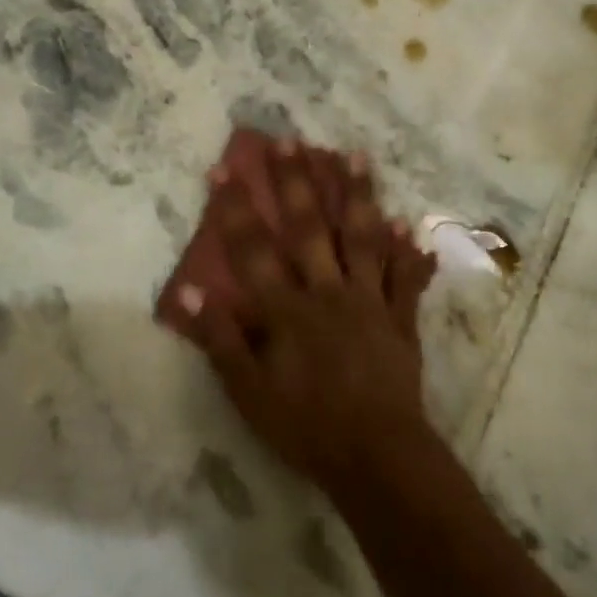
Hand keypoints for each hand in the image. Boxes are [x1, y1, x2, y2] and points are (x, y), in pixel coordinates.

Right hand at [179, 140, 438, 496]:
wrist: (376, 455)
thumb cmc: (305, 427)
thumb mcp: (249, 393)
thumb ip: (221, 340)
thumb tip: (190, 292)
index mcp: (287, 310)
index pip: (253, 250)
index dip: (235, 209)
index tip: (223, 168)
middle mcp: (328, 292)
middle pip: (309, 228)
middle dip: (296, 182)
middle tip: (289, 140)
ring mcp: (369, 301)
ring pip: (362, 238)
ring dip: (357, 194)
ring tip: (354, 155)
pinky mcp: (400, 318)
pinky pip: (404, 277)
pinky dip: (405, 248)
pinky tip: (406, 220)